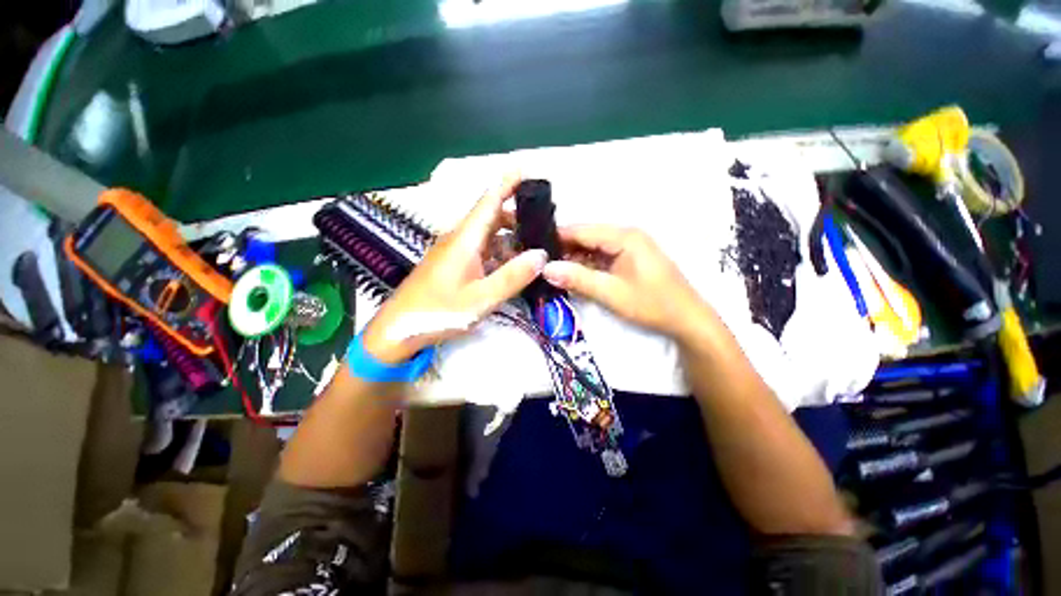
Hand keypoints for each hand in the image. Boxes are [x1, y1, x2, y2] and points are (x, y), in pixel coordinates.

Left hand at [362, 177, 547, 363]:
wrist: (398, 330)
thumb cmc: (438, 312)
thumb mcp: (481, 299)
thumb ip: (512, 277)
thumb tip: (541, 255)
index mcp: (464, 240)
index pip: (488, 201)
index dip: (507, 183)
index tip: (526, 169)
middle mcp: (459, 239)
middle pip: (490, 216)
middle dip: (516, 213)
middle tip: (543, 221)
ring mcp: (454, 252)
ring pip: (487, 234)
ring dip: (509, 235)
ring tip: (534, 243)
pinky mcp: (453, 264)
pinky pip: (481, 249)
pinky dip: (499, 251)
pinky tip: (512, 263)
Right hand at [542, 225, 708, 339]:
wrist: (687, 320)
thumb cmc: (652, 304)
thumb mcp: (611, 293)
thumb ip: (578, 279)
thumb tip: (545, 268)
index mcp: (624, 236)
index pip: (581, 230)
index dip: (556, 237)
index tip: (533, 248)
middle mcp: (626, 235)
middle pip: (586, 237)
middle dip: (563, 249)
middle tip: (539, 262)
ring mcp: (629, 247)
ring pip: (592, 248)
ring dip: (574, 259)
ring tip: (550, 270)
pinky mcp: (629, 259)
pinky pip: (601, 257)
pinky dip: (586, 266)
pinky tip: (572, 275)